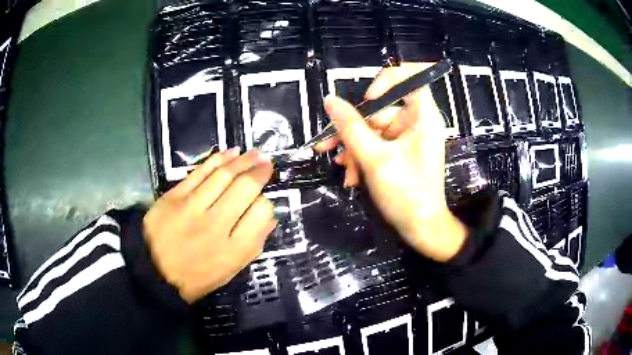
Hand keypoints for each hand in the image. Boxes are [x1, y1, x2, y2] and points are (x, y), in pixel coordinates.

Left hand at [143, 149, 276, 302]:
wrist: (153, 271)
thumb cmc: (196, 276)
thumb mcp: (229, 271)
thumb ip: (252, 245)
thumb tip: (269, 216)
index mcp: (232, 250)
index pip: (261, 214)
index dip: (267, 202)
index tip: (265, 199)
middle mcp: (215, 225)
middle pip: (245, 189)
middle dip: (260, 172)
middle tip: (267, 162)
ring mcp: (192, 207)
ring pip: (223, 175)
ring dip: (243, 161)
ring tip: (255, 153)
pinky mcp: (174, 196)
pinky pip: (200, 172)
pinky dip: (218, 159)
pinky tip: (231, 152)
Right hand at [315, 63, 466, 261]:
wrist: (420, 228)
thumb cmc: (406, 193)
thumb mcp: (374, 159)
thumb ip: (350, 127)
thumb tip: (330, 100)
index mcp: (423, 117)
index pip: (410, 78)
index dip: (386, 80)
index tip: (367, 99)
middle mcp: (417, 123)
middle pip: (381, 109)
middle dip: (355, 130)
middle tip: (331, 146)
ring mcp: (408, 138)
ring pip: (374, 131)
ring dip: (355, 149)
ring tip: (343, 168)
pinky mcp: (401, 152)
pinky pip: (377, 145)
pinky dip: (363, 157)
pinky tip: (352, 175)